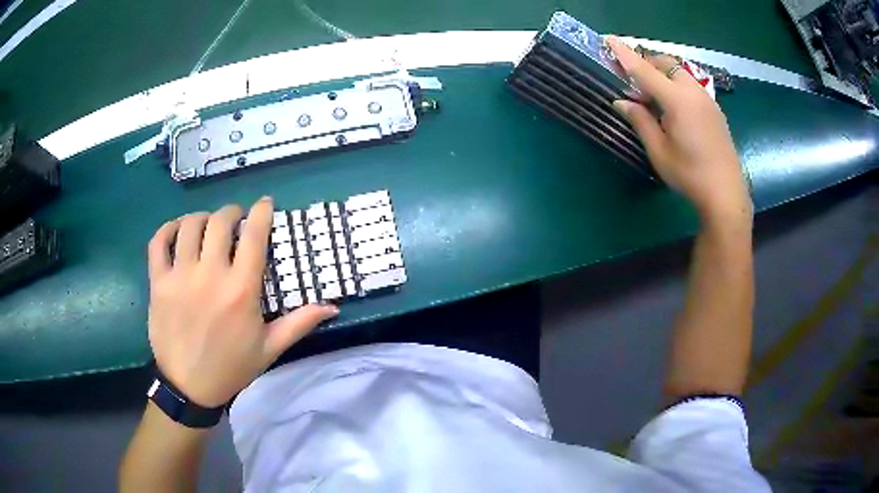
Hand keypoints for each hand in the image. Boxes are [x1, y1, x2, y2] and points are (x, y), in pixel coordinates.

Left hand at [146, 197, 338, 406]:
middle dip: (231, 212)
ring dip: (201, 218)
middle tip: (235, 219)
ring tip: (206, 225)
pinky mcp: (158, 283)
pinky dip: (168, 229)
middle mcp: (210, 276)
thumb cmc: (231, 367)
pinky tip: (178, 232)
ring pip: (189, 225)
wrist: (189, 387)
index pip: (254, 235)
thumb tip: (332, 306)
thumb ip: (299, 323)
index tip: (265, 204)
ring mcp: (180, 277)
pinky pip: (158, 242)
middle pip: (219, 221)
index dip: (261, 212)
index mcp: (241, 290)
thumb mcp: (269, 348)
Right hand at [607, 37, 751, 223]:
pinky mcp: (715, 110)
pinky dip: (677, 86)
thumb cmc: (689, 175)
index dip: (625, 54)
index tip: (609, 40)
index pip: (644, 70)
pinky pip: (692, 86)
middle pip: (666, 64)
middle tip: (635, 85)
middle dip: (647, 64)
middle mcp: (693, 92)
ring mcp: (707, 100)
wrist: (726, 193)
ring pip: (681, 73)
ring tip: (655, 99)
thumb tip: (622, 102)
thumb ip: (640, 121)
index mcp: (677, 100)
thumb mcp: (659, 151)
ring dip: (664, 75)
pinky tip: (676, 110)